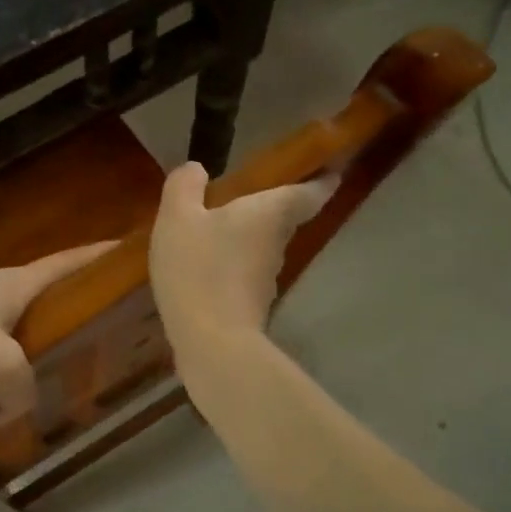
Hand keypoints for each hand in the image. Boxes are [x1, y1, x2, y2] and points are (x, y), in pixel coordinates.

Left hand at [0, 243, 114, 414]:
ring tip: (38, 368)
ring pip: (4, 320)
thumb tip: (15, 408)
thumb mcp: (0, 369)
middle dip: (62, 306)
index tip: (122, 249)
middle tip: (88, 327)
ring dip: (22, 340)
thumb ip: (22, 391)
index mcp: (15, 284)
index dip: (96, 256)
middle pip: (37, 291)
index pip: (66, 263)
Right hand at [149, 163, 334, 358]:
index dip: (322, 179)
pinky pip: (244, 271)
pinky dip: (233, 263)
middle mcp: (277, 243)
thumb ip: (185, 186)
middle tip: (255, 191)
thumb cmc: (198, 268)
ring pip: (264, 246)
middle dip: (276, 205)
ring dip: (250, 235)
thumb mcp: (178, 217)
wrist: (211, 342)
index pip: (309, 191)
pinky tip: (207, 263)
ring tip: (221, 226)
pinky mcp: (251, 304)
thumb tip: (197, 169)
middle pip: (285, 218)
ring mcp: (267, 278)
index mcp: (270, 213)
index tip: (332, 169)